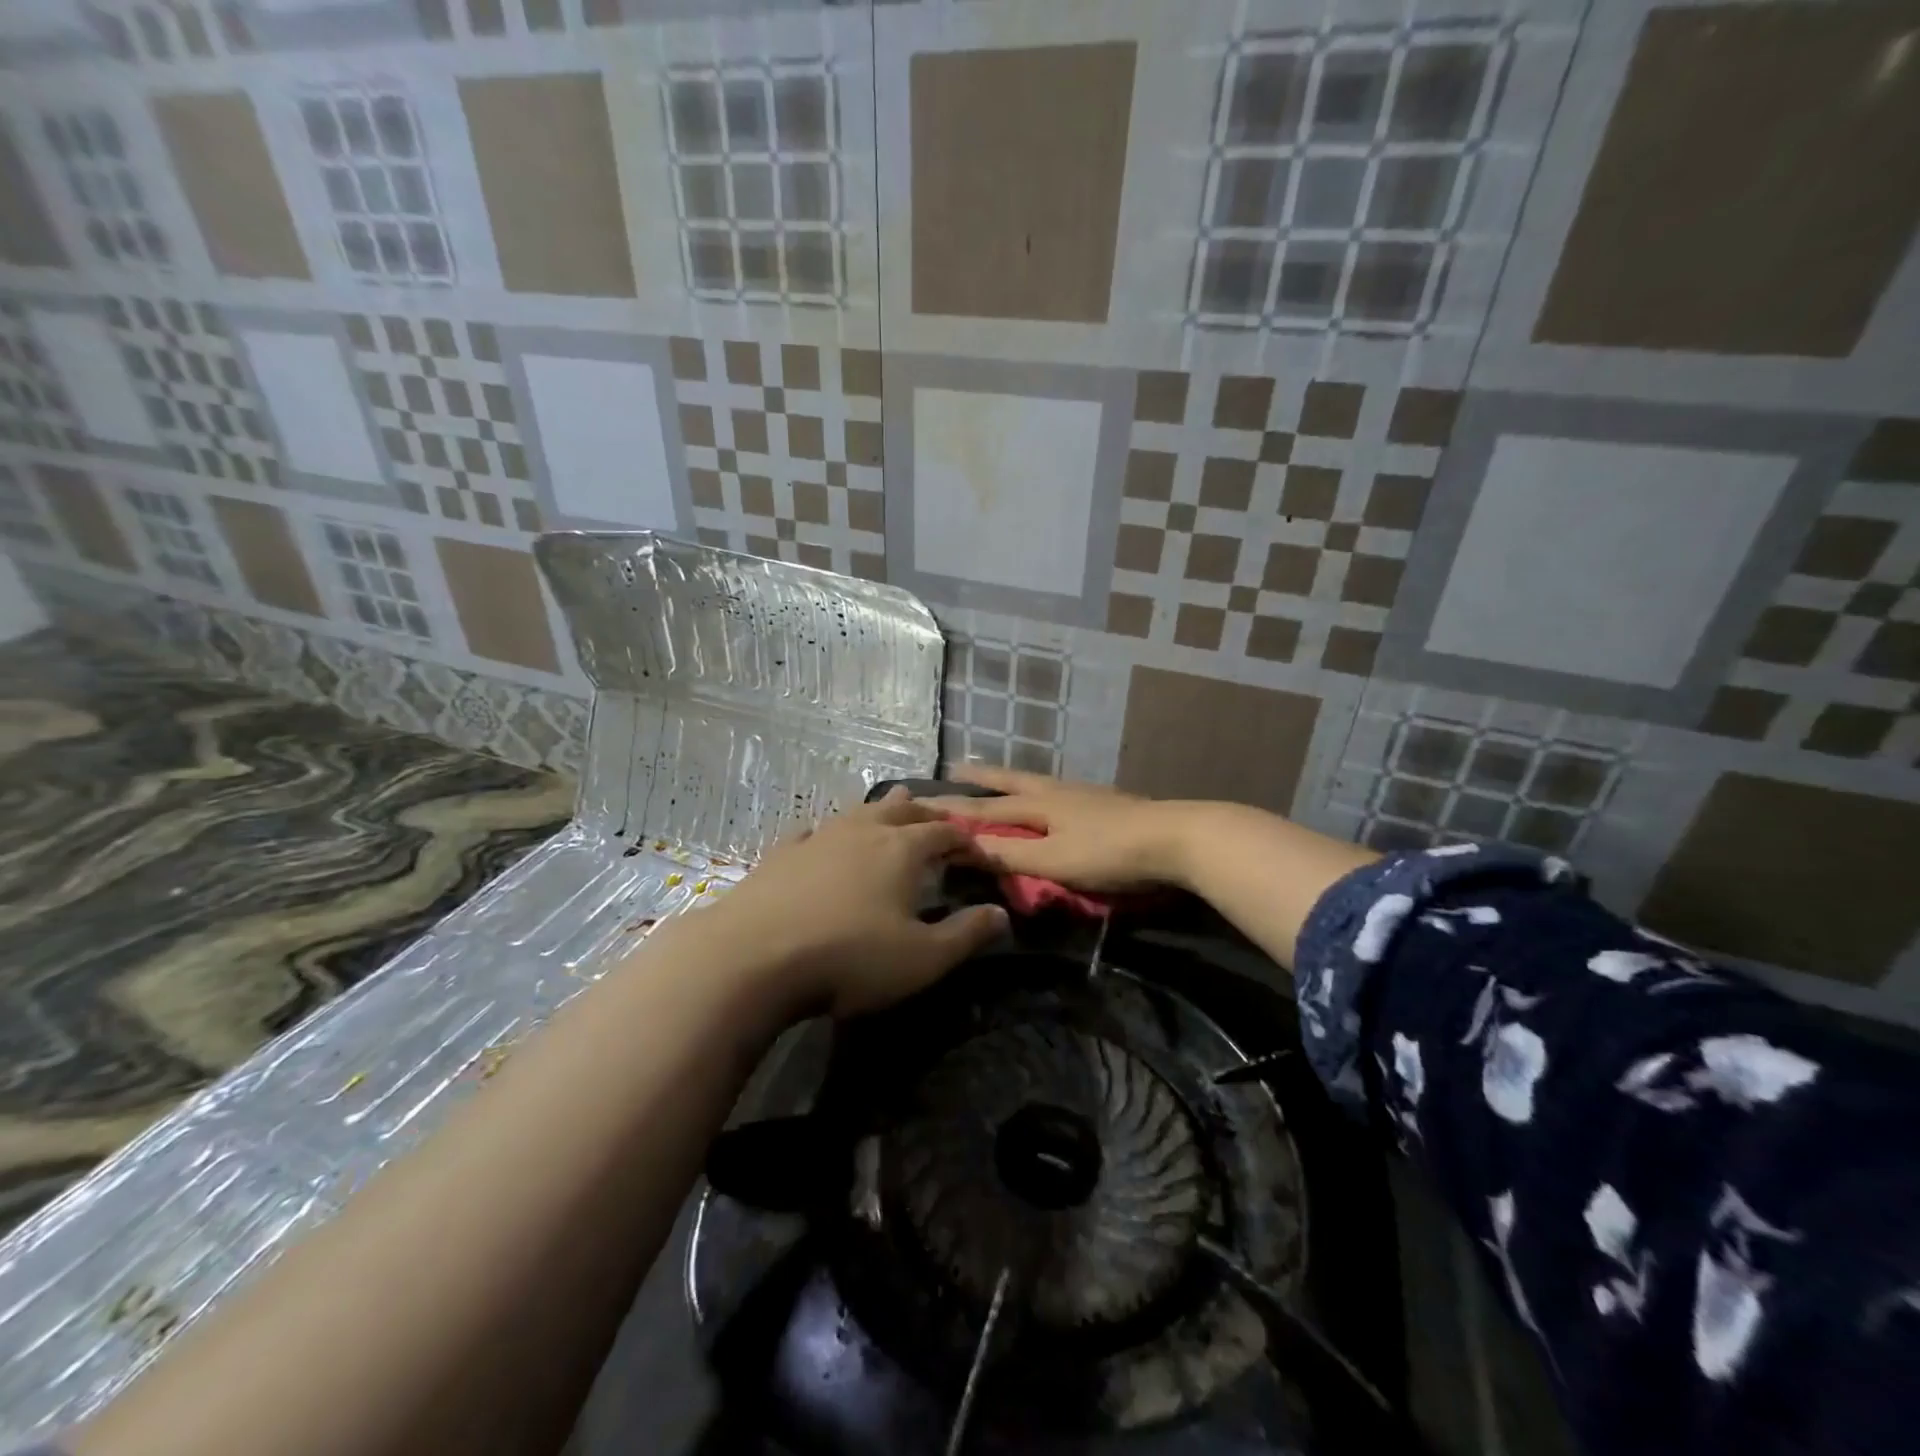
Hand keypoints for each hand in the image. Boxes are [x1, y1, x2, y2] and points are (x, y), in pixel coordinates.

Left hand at [676, 788, 1008, 1019]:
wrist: (753, 957)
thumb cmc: (849, 958)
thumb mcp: (922, 958)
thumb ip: (966, 934)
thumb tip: (1002, 913)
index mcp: (902, 849)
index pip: (945, 832)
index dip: (967, 840)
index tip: (980, 854)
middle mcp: (863, 831)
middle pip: (903, 810)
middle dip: (927, 814)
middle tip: (940, 825)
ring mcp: (818, 837)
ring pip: (858, 812)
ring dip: (880, 812)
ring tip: (891, 814)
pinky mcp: (781, 854)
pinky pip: (813, 831)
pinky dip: (830, 832)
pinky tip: (823, 838)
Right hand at [927, 766, 1198, 892]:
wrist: (1176, 838)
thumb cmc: (1109, 852)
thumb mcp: (1053, 860)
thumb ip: (1010, 855)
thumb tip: (963, 848)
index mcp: (1040, 804)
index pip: (987, 807)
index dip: (954, 808)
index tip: (921, 801)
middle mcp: (1058, 791)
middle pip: (1012, 780)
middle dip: (983, 777)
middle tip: (957, 767)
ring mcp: (1085, 795)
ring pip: (1038, 782)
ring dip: (1011, 780)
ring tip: (999, 780)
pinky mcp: (1107, 804)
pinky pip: (1059, 792)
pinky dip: (1040, 792)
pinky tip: (1051, 801)